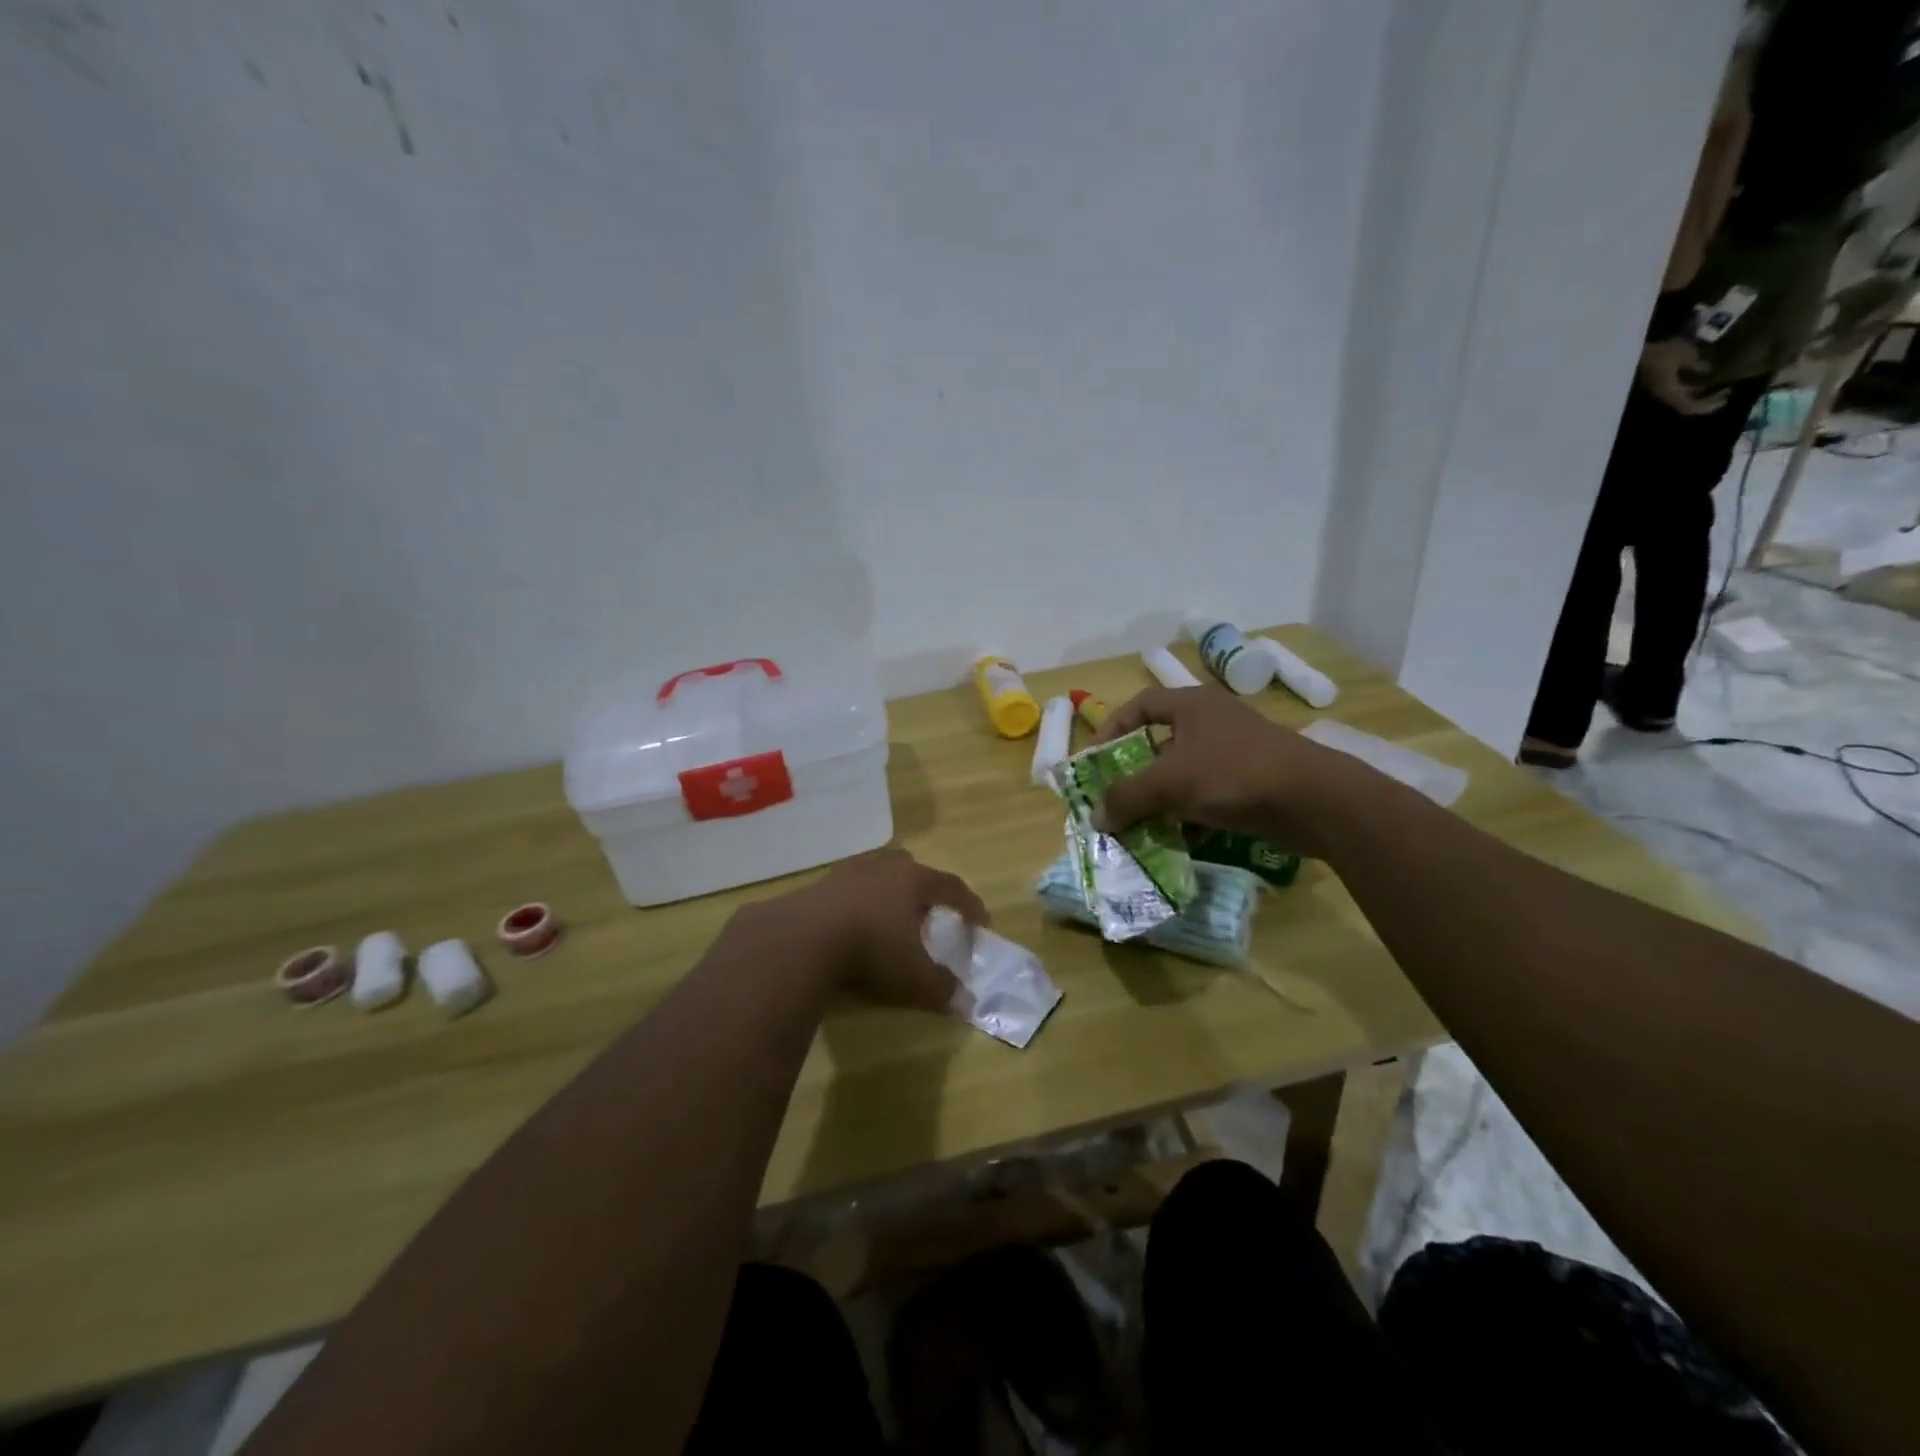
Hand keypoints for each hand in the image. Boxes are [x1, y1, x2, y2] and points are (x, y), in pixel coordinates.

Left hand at [749, 849, 987, 1011]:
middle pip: (911, 868)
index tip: (980, 923)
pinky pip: (846, 891)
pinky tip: (852, 927)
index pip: (952, 887)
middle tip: (929, 913)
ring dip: (886, 894)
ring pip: (876, 876)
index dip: (969, 905)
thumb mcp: (913, 976)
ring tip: (888, 919)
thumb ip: (941, 986)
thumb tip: (965, 1000)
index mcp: (913, 880)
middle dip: (924, 889)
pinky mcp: (817, 887)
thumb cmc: (871, 948)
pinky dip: (856, 906)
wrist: (802, 938)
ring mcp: (846, 873)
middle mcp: (882, 868)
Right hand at [1091, 688, 1366, 856]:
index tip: (1096, 758)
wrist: (1314, 800)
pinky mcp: (1250, 783)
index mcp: (1192, 705)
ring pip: (1183, 774)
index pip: (1141, 705)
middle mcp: (1212, 723)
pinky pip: (1206, 796)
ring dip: (1160, 800)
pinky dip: (1188, 816)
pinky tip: (1178, 841)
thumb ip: (1127, 797)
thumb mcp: (1170, 783)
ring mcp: (1234, 753)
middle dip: (1135, 773)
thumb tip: (1096, 818)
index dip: (1114, 726)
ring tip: (1139, 826)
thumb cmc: (1234, 773)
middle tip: (1114, 799)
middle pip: (1160, 743)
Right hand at [1637, 338, 1729, 415]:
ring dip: (1698, 392)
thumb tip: (1707, 370)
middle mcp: (1663, 395)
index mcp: (1669, 392)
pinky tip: (1697, 374)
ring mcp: (1658, 390)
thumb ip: (1696, 364)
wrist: (1629, 354)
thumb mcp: (1683, 353)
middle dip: (1706, 399)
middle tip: (1725, 390)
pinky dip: (1689, 385)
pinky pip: (1675, 388)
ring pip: (1681, 396)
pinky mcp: (1655, 383)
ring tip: (1714, 382)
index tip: (1725, 397)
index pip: (1689, 406)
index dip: (1707, 405)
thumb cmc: (1656, 354)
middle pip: (1685, 404)